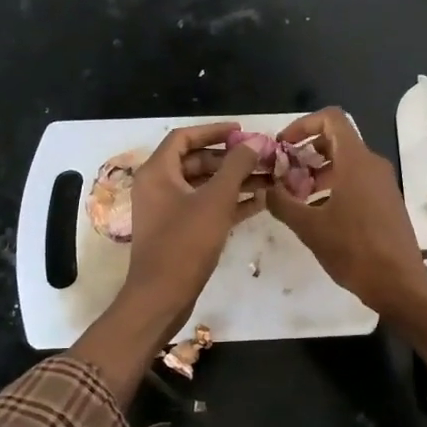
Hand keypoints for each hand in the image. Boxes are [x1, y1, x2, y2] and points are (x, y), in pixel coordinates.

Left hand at [121, 121, 265, 338]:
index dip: (213, 130)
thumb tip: (253, 142)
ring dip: (234, 181)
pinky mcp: (178, 231)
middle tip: (261, 157)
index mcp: (157, 172)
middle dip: (230, 159)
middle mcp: (158, 186)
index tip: (242, 130)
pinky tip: (260, 202)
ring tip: (268, 178)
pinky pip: (205, 207)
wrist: (162, 295)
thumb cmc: (185, 243)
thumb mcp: (216, 200)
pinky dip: (228, 202)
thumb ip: (236, 167)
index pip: (184, 137)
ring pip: (204, 185)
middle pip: (196, 161)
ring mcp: (167, 210)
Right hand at [265, 107, 426, 324]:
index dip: (303, 125)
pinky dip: (334, 186)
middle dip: (306, 153)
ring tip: (295, 197)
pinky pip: (357, 181)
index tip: (283, 146)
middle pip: (336, 141)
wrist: (399, 283)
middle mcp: (373, 165)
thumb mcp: (309, 227)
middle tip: (284, 174)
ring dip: (318, 172)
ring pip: (346, 163)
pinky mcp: (387, 202)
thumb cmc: (353, 250)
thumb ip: (282, 203)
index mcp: (356, 161)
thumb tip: (267, 190)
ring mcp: (383, 184)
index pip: (331, 119)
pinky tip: (317, 213)